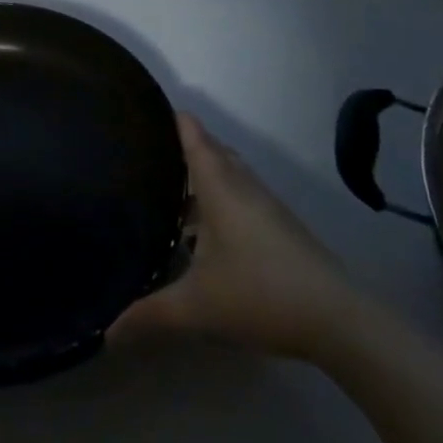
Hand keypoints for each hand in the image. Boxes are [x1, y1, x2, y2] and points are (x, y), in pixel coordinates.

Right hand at [109, 113, 360, 359]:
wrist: (338, 320)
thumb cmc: (260, 294)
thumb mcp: (195, 307)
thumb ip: (148, 315)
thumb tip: (104, 334)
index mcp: (219, 185)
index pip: (192, 134)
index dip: (169, 116)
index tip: (142, 109)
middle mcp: (242, 185)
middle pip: (210, 149)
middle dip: (180, 146)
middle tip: (143, 153)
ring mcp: (266, 205)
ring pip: (228, 174)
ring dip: (201, 176)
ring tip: (165, 190)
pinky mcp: (280, 226)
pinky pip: (241, 195)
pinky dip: (218, 198)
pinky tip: (203, 233)